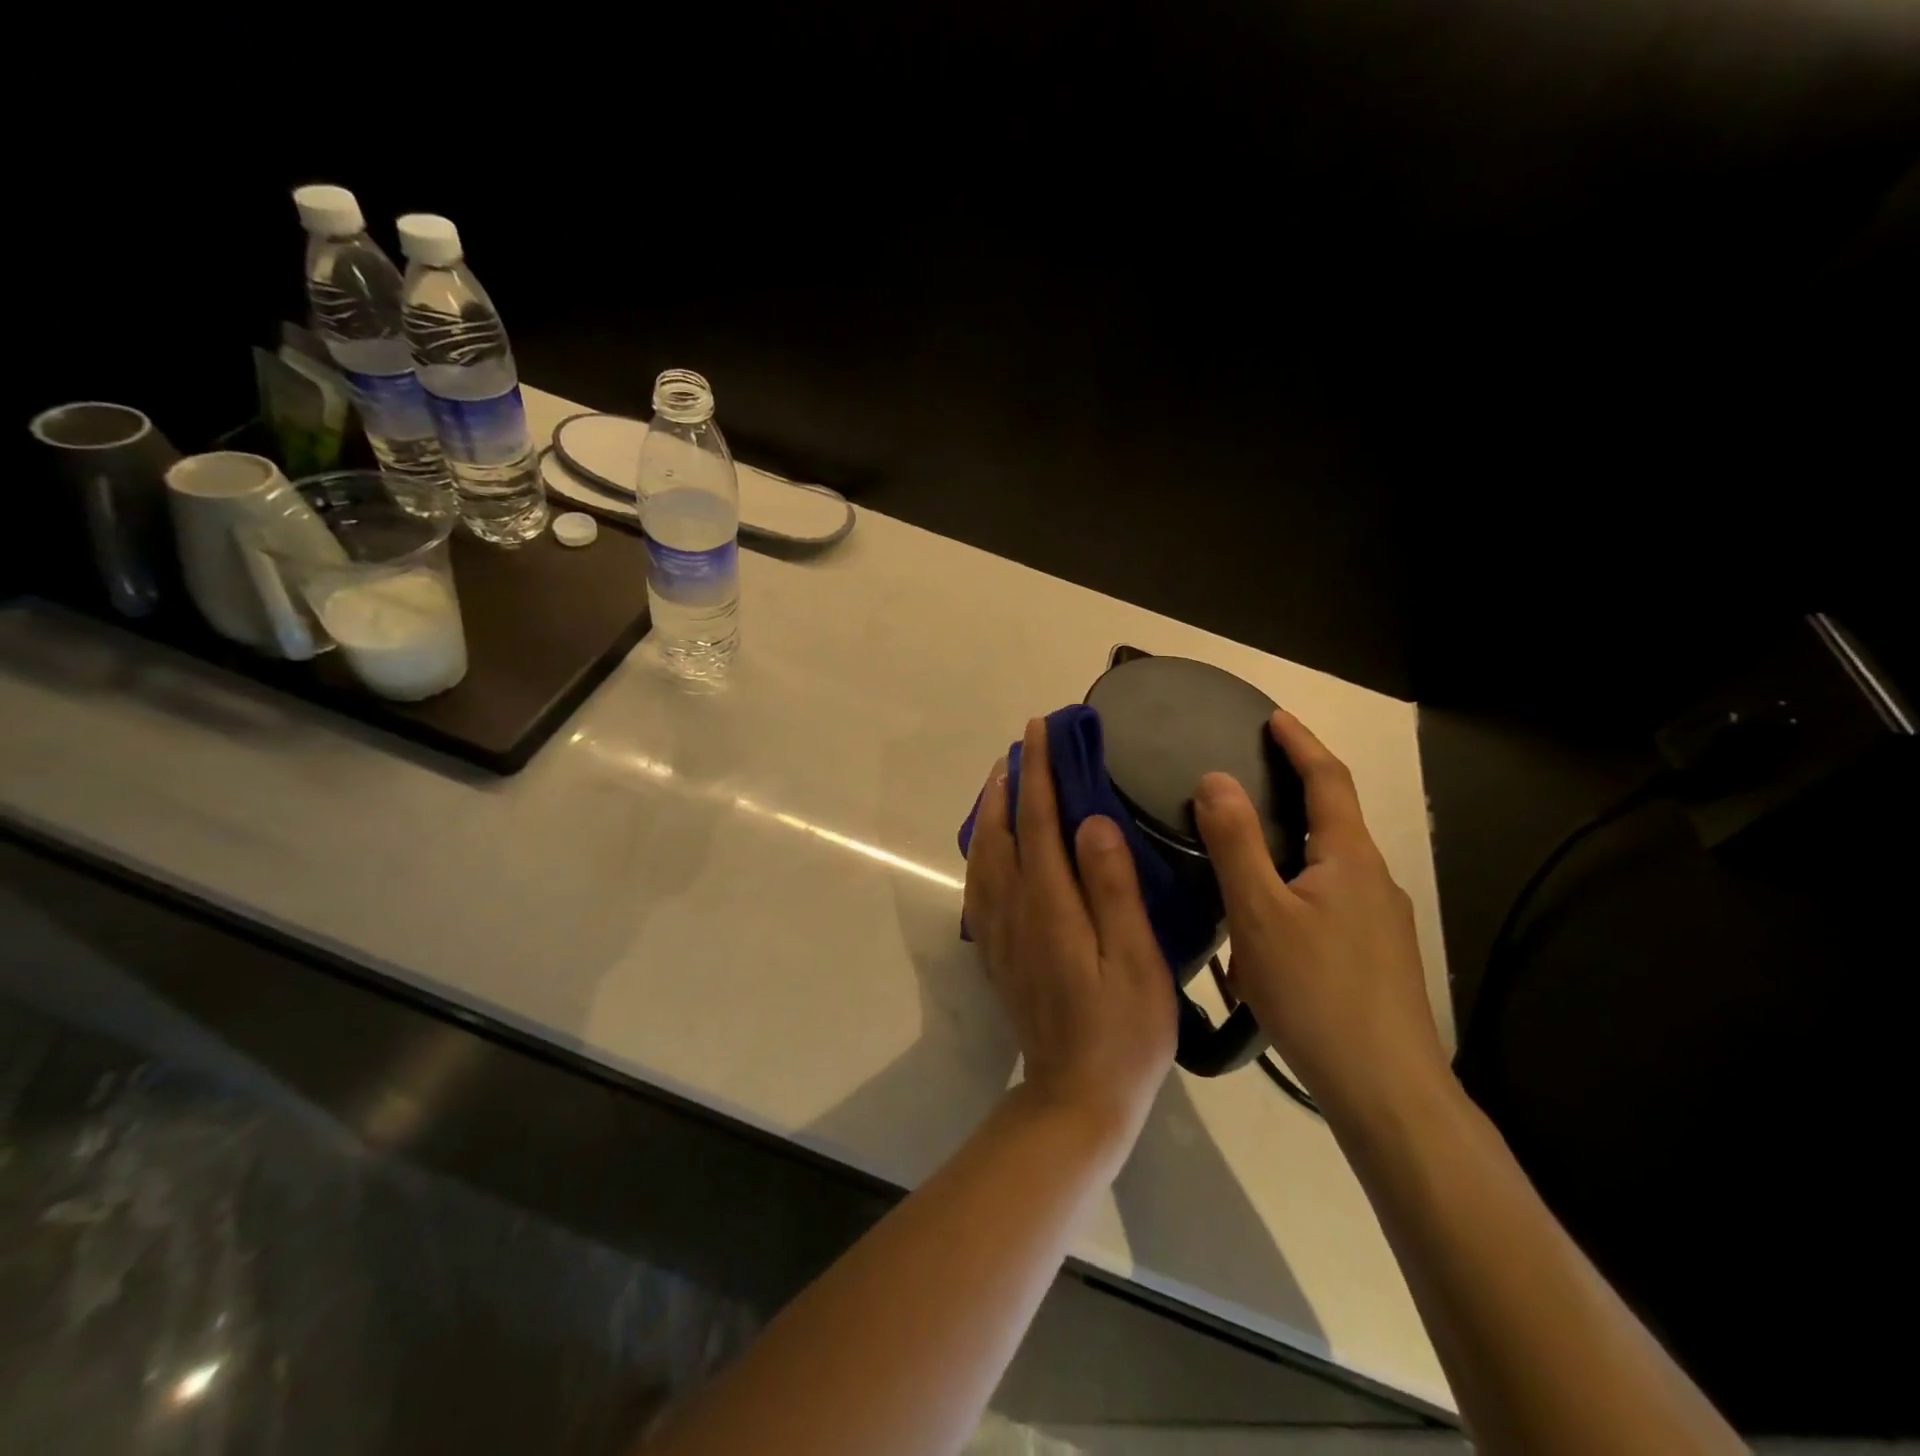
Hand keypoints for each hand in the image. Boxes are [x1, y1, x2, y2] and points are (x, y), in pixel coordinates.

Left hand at [964, 718, 1177, 1152]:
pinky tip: (992, 846)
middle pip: (1004, 830)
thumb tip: (1090, 821)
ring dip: (993, 811)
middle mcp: (1016, 909)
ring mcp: (1001, 932)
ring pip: (985, 854)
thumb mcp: (1135, 961)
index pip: (1039, 820)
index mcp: (1051, 904)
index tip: (1040, 730)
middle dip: (1011, 781)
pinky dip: (982, 849)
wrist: (1076, 1097)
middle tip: (1023, 746)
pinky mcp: (999, 951)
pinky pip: (980, 884)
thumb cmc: (1123, 1032)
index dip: (1039, 771)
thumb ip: (1111, 888)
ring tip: (1004, 782)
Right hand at [1193, 709, 1447, 1120]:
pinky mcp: (1376, 958)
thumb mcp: (1259, 912)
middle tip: (1237, 790)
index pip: (1327, 779)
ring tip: (1233, 874)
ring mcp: (1380, 923)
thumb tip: (1215, 778)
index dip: (1299, 743)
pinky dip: (1290, 899)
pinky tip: (1261, 938)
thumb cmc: (1317, 992)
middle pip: (1329, 822)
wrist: (1387, 1091)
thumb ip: (1235, 842)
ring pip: (1323, 871)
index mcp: (1349, 858)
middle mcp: (1373, 880)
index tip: (1272, 717)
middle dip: (1287, 798)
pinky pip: (1326, 908)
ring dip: (1282, 859)